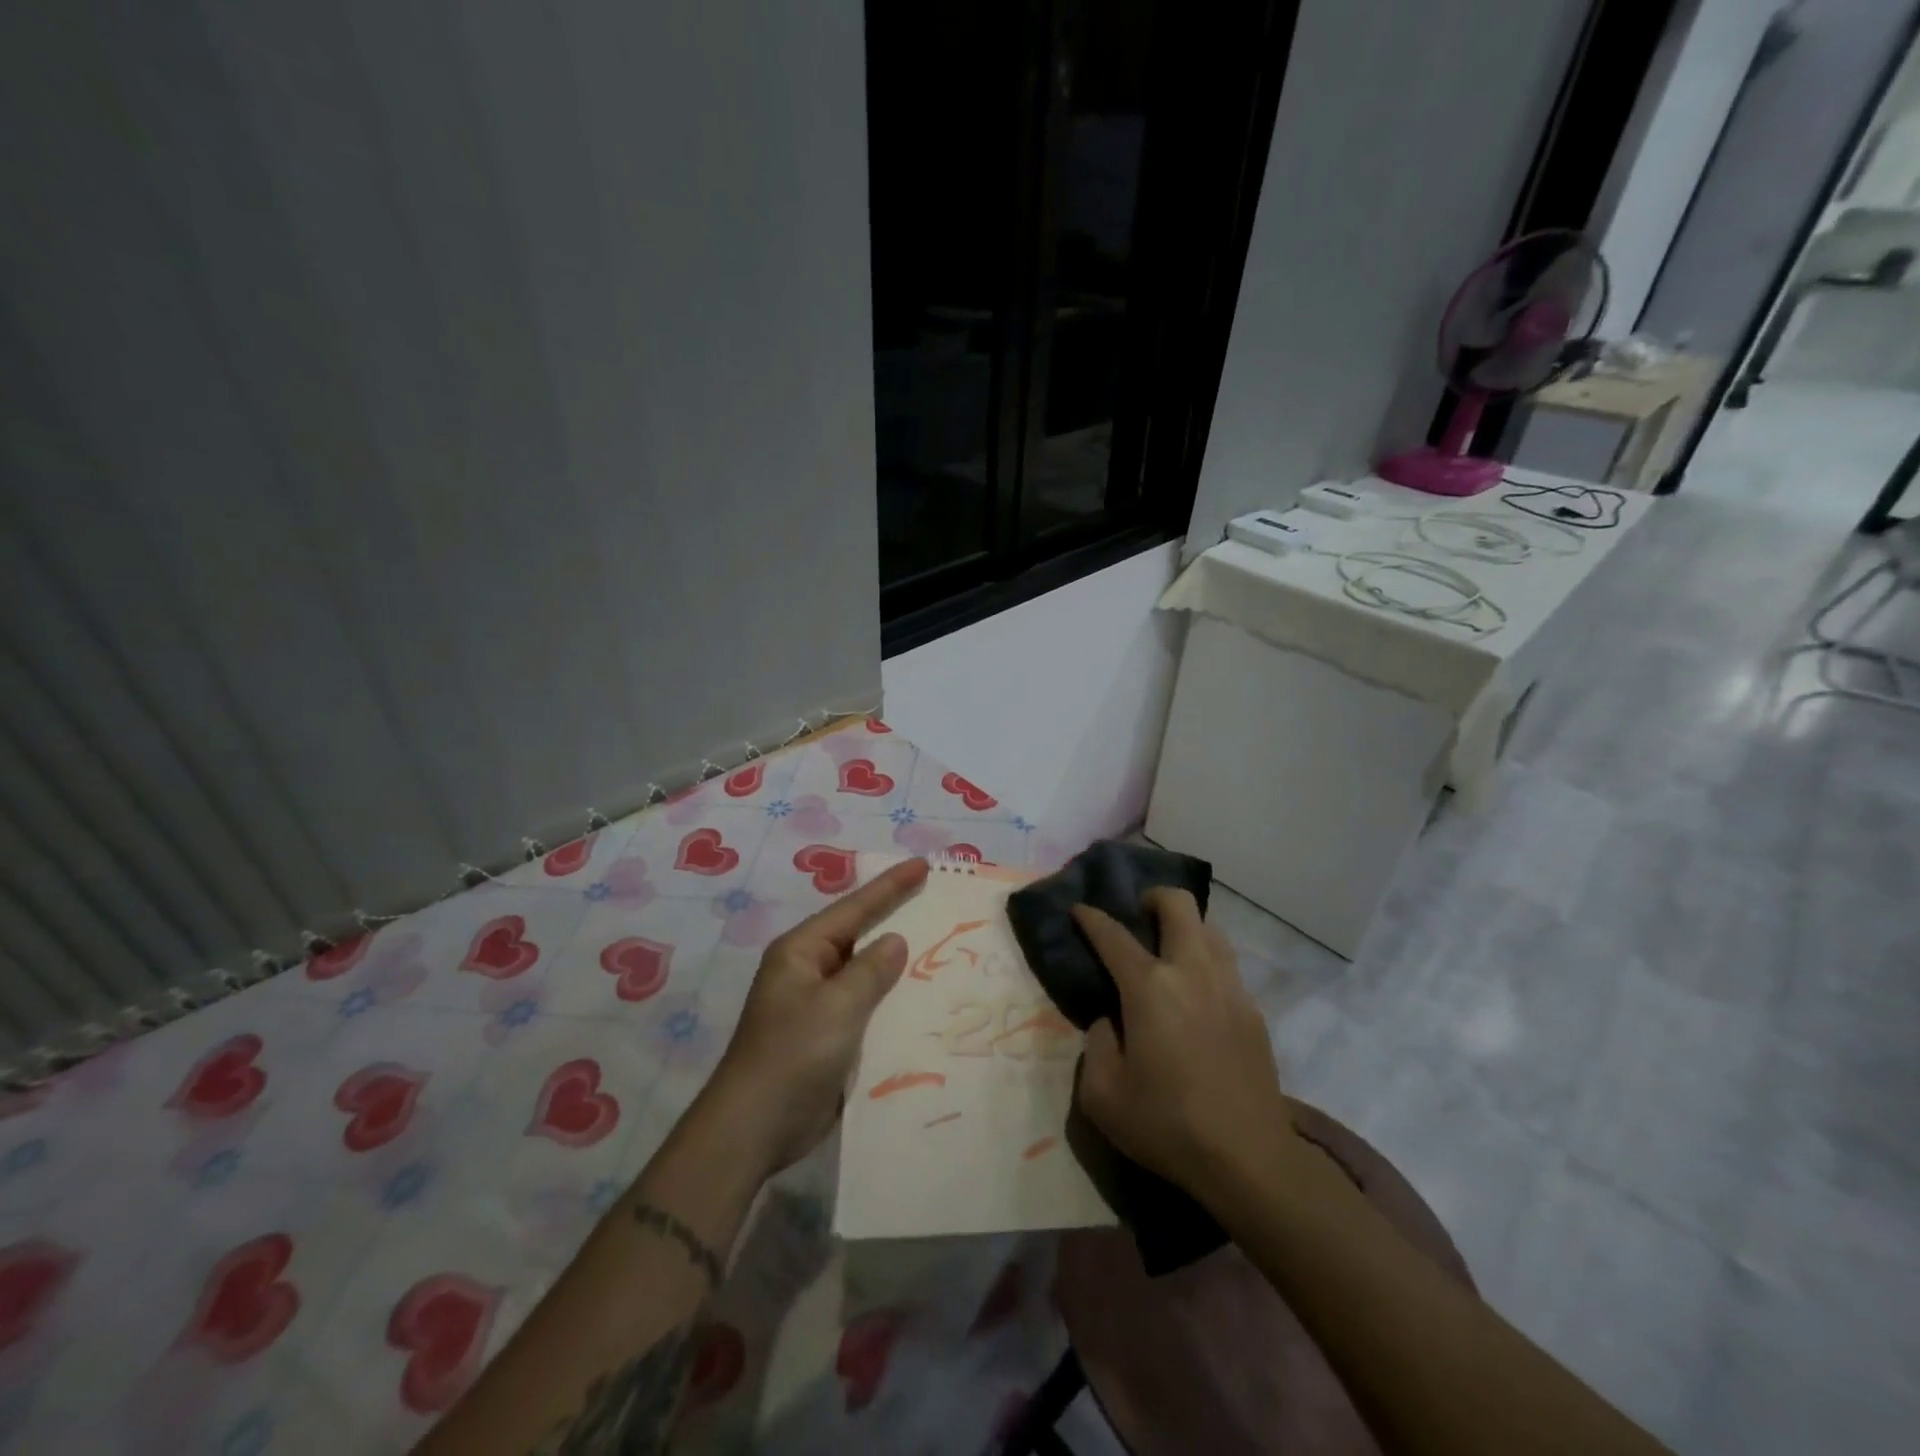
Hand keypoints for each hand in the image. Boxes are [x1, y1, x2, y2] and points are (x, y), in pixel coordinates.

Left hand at [703, 857, 929, 1174]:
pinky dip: (890, 998)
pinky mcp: (826, 1035)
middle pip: (858, 934)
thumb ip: (870, 970)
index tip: (922, 865)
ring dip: (895, 962)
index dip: (890, 886)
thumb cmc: (793, 1055)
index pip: (854, 908)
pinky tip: (919, 998)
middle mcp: (807, 970)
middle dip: (893, 916)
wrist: (754, 1128)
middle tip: (933, 897)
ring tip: (938, 943)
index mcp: (801, 951)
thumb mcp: (837, 1006)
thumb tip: (895, 940)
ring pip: (864, 971)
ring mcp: (816, 1004)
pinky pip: (865, 1004)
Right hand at [1071, 890, 1287, 1197]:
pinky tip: (1196, 995)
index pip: (1113, 935)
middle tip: (1138, 915)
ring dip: (1185, 927)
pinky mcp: (1253, 1011)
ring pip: (1210, 929)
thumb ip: (1097, 1045)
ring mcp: (1229, 988)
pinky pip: (1226, 966)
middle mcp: (1192, 973)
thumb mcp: (1102, 1095)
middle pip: (1179, 906)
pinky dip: (1206, 962)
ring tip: (1168, 951)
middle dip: (1153, 897)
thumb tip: (1111, 1021)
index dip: (1091, 918)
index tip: (1079, 909)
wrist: (1249, 1159)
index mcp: (1150, 988)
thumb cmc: (1167, 1125)